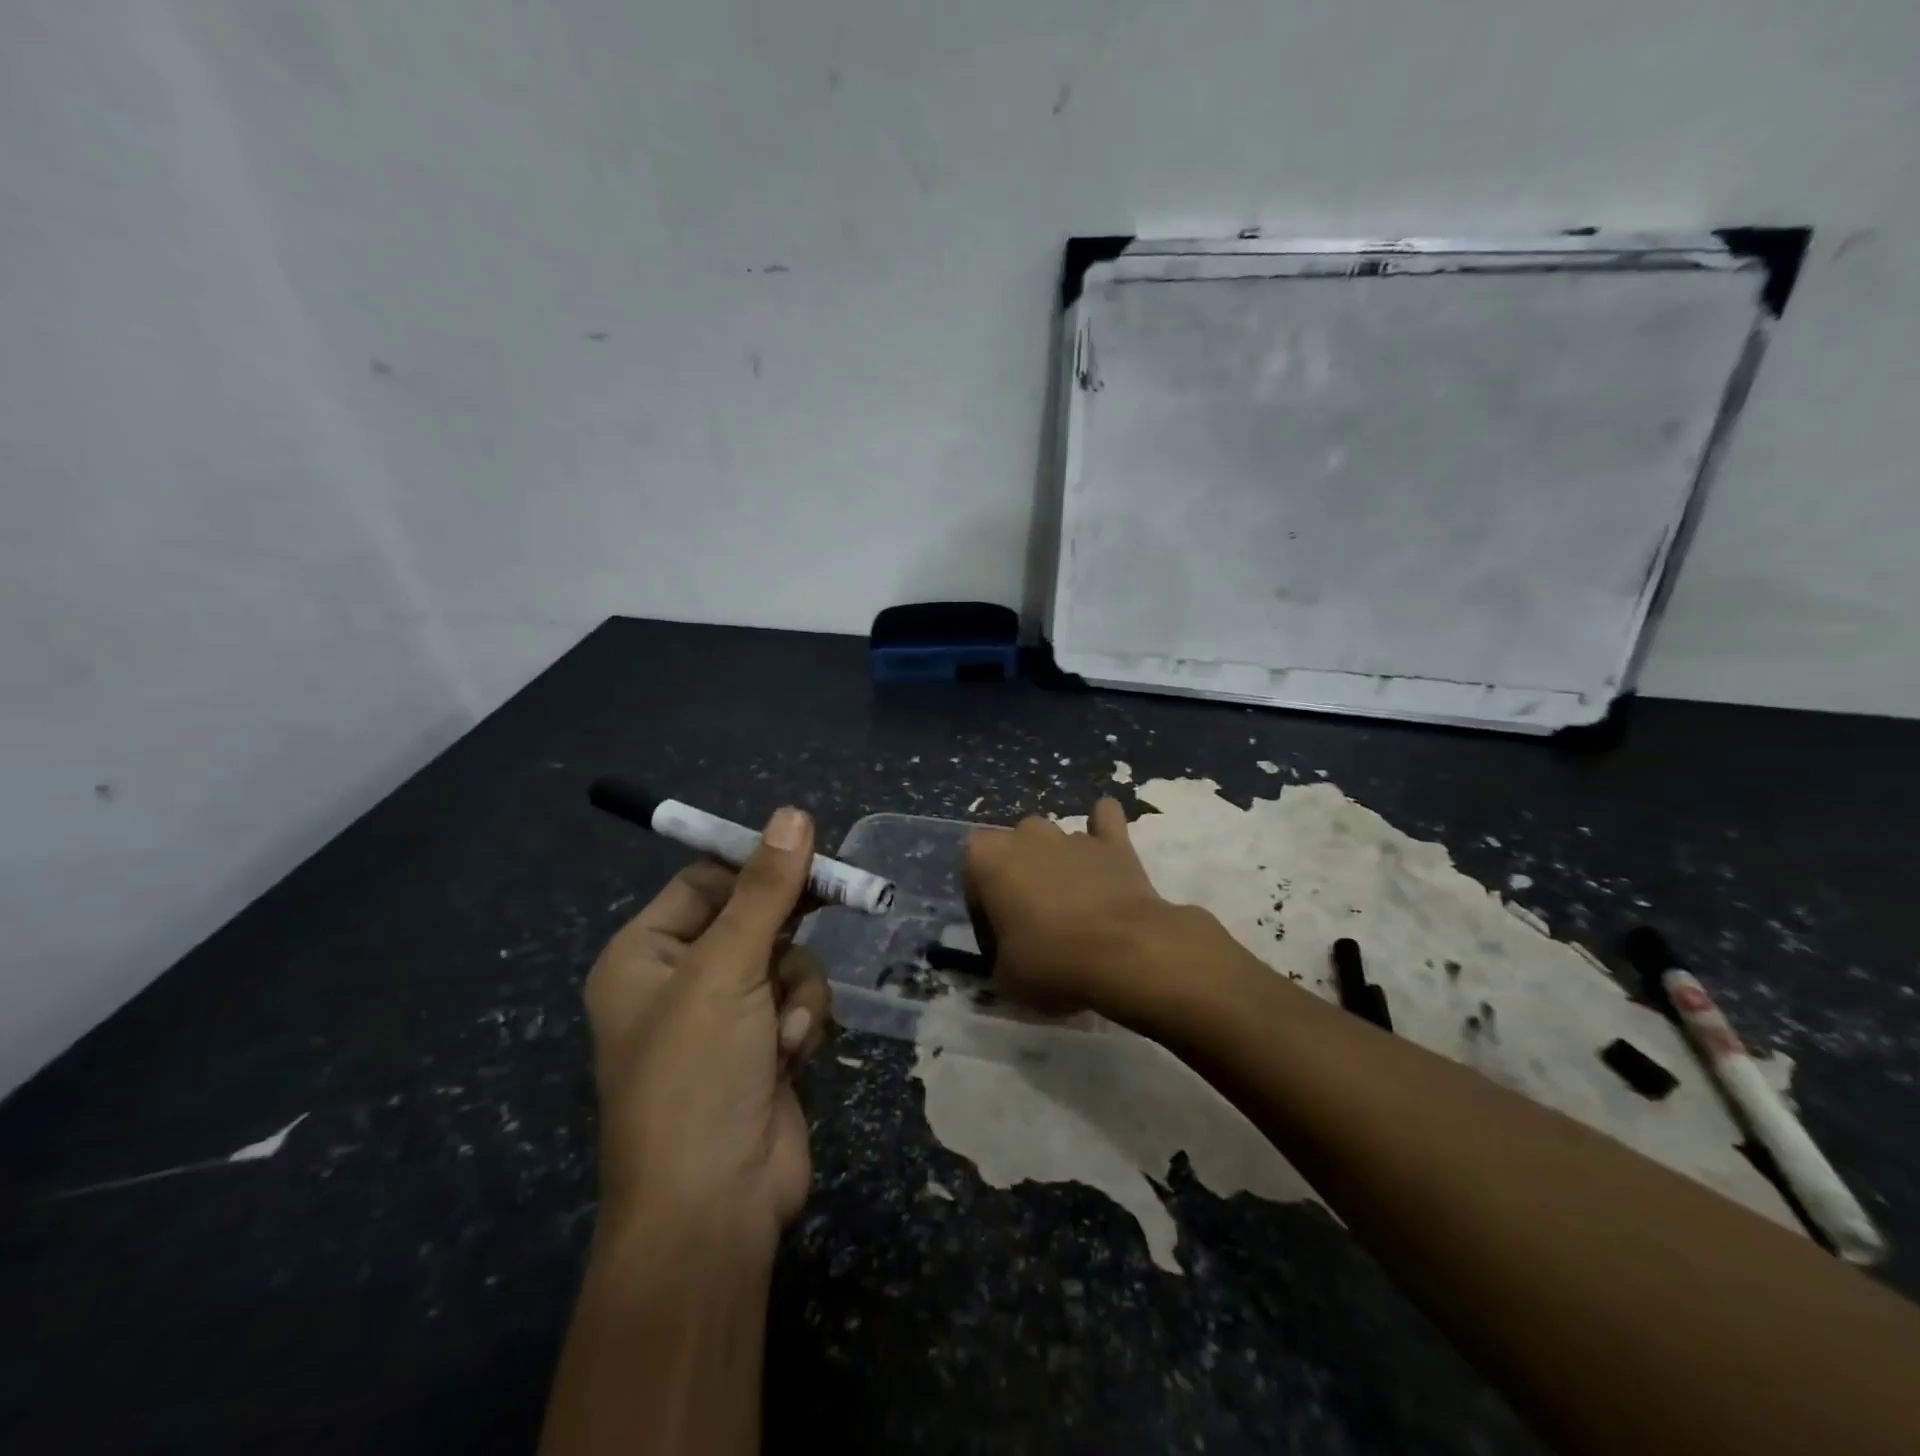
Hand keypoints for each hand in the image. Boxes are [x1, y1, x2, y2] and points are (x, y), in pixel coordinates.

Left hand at [583, 807, 830, 1254]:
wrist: (713, 1206)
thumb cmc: (697, 1073)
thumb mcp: (728, 968)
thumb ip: (767, 889)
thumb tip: (793, 814)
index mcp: (644, 955)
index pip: (706, 880)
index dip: (757, 864)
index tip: (810, 850)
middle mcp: (679, 980)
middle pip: (753, 917)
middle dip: (788, 928)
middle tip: (840, 897)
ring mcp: (725, 1017)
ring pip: (787, 960)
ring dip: (797, 986)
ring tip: (785, 1027)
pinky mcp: (764, 1046)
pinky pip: (799, 1000)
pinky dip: (803, 1020)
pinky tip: (792, 1055)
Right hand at [964, 797, 1206, 1019]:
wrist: (1125, 953)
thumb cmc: (1051, 962)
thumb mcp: (1004, 975)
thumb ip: (999, 953)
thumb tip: (1010, 951)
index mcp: (987, 857)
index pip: (973, 876)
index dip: (983, 909)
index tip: (999, 939)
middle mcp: (1025, 834)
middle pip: (1013, 849)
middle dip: (1018, 877)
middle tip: (1032, 921)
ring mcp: (1071, 834)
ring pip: (1053, 838)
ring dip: (1055, 863)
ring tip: (1071, 904)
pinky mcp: (1114, 841)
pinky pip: (1104, 819)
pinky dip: (1102, 831)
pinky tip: (1104, 851)